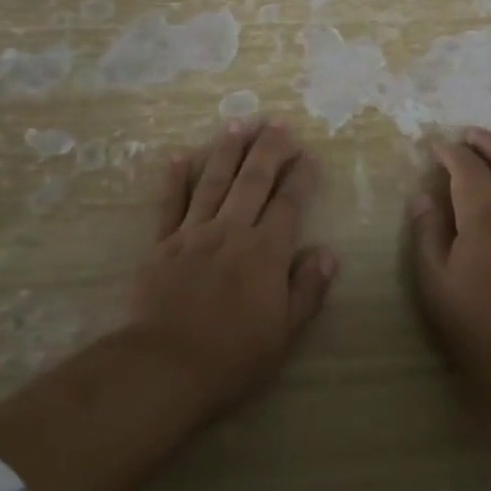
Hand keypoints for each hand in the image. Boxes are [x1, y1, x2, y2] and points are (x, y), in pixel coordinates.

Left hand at [130, 119, 337, 417]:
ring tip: (238, 124)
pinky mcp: (162, 244)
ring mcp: (194, 233)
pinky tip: (176, 156)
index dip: (301, 177)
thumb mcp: (284, 332)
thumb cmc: (232, 356)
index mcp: (266, 251)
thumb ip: (307, 289)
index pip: (289, 203)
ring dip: (227, 151)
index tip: (309, 154)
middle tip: (278, 123)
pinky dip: (173, 179)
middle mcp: (232, 231)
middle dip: (269, 149)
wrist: (164, 366)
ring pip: (213, 181)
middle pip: (253, 180)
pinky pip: (169, 204)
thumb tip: (328, 253)